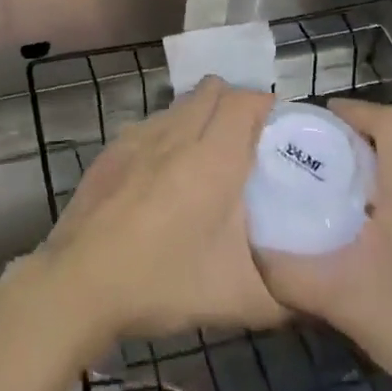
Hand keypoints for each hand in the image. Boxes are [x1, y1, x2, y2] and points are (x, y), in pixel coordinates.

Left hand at [39, 78, 287, 345]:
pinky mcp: (111, 150)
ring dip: (200, 116)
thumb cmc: (163, 282)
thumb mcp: (239, 300)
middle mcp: (175, 134)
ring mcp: (137, 137)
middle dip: (236, 104)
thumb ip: (286, 295)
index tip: (280, 131)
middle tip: (249, 143)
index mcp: (213, 158)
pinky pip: (150, 124)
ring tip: (208, 159)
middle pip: (212, 90)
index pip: (245, 100)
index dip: (266, 106)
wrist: (79, 283)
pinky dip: (168, 135)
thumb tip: (313, 295)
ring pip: (179, 105)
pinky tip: (165, 176)